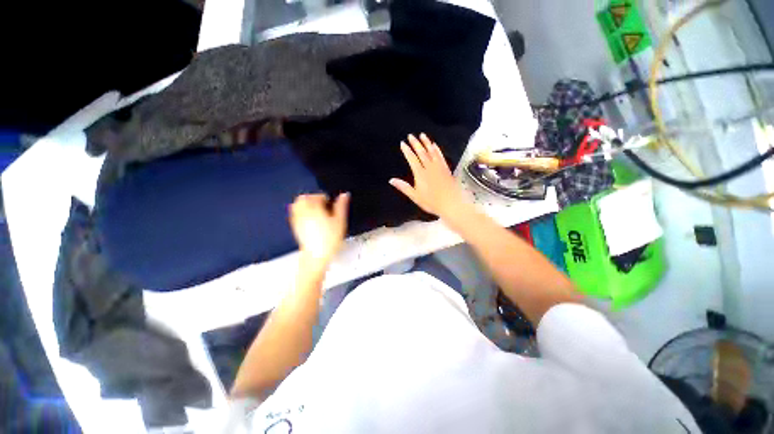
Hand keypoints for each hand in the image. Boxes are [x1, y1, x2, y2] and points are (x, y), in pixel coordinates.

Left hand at [289, 193, 349, 264]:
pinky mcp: (296, 227)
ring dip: (306, 204)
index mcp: (315, 208)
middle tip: (322, 204)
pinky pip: (295, 215)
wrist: (317, 255)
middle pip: (304, 198)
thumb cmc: (329, 239)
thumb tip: (344, 195)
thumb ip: (341, 206)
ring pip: (297, 205)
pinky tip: (309, 219)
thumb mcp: (340, 221)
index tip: (330, 204)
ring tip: (315, 209)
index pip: (318, 196)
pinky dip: (301, 213)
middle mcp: (304, 212)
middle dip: (313, 198)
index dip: (325, 198)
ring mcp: (298, 220)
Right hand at [389, 133, 464, 217]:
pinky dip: (437, 150)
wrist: (451, 203)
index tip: (403, 143)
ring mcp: (439, 167)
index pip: (412, 159)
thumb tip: (391, 180)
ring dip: (426, 143)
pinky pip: (441, 156)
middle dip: (415, 143)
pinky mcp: (446, 169)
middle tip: (411, 135)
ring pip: (431, 152)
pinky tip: (435, 145)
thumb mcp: (415, 196)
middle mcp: (429, 167)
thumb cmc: (431, 202)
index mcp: (420, 174)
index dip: (407, 151)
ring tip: (422, 135)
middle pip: (421, 153)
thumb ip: (403, 187)